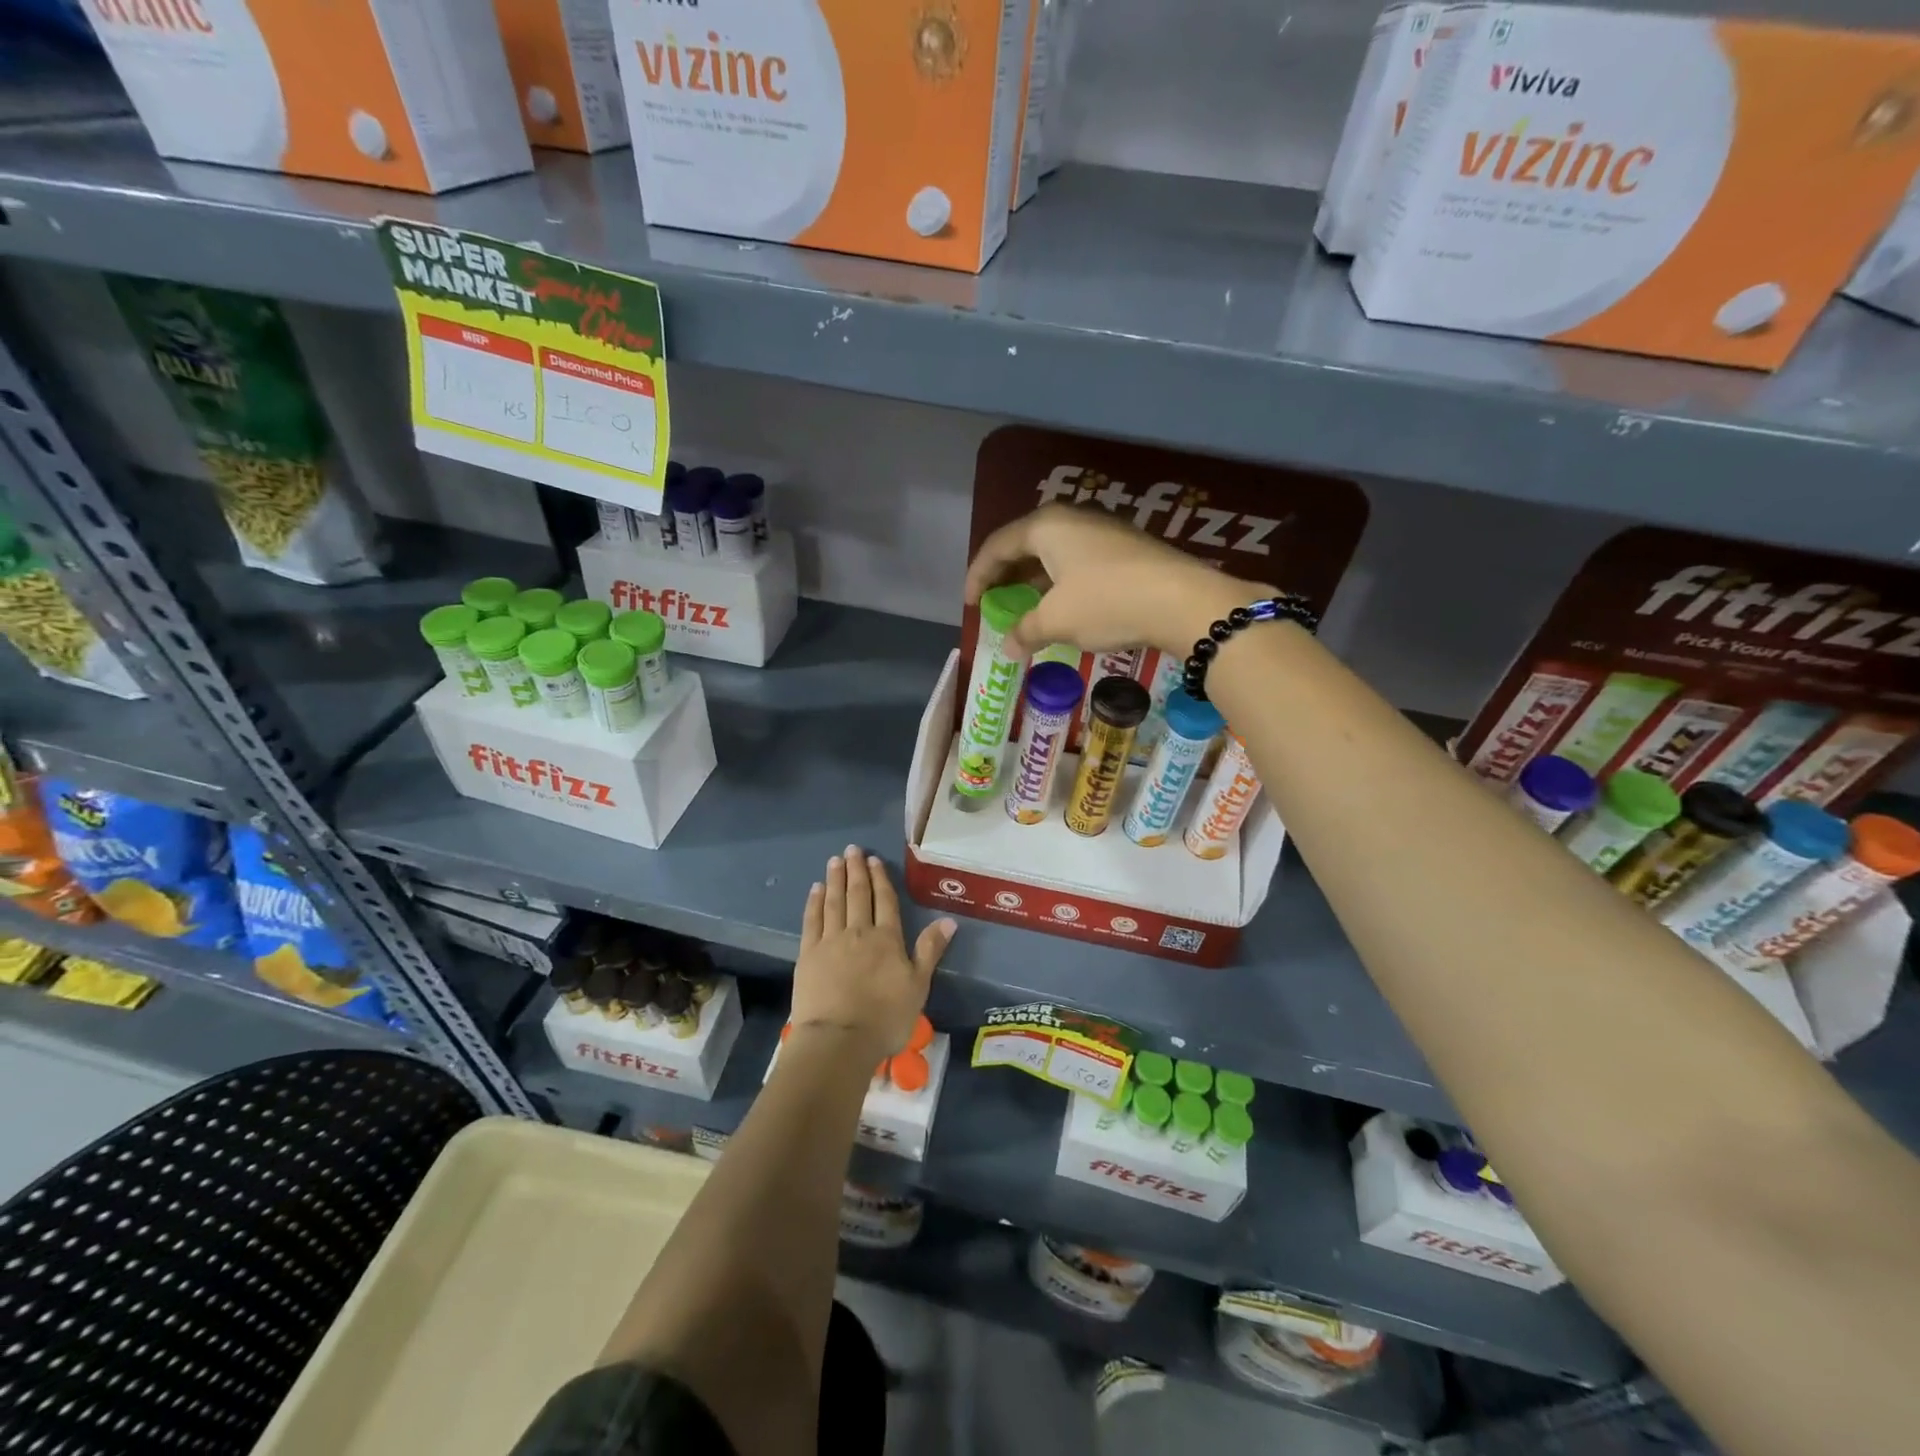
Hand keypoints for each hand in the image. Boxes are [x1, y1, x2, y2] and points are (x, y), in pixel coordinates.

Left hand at [791, 846, 955, 1063]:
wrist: (839, 1040)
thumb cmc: (885, 1017)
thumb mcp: (918, 986)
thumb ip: (930, 950)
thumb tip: (948, 920)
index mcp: (887, 939)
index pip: (884, 901)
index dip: (880, 879)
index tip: (874, 860)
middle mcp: (858, 932)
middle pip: (857, 895)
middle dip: (856, 871)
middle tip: (852, 849)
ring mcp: (830, 941)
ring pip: (834, 902)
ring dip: (835, 879)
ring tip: (835, 860)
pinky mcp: (808, 954)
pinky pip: (812, 920)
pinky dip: (815, 902)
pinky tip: (816, 889)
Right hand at [964, 504, 1252, 658]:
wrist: (1183, 601)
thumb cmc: (1106, 602)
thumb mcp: (1057, 621)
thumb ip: (1025, 630)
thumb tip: (1008, 646)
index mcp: (1046, 526)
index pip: (997, 545)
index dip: (978, 575)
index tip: (970, 604)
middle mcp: (1072, 519)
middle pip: (1024, 544)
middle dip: (1005, 575)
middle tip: (993, 602)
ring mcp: (1102, 530)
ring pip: (1053, 553)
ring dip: (1033, 580)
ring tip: (1024, 607)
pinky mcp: (1125, 548)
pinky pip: (1077, 561)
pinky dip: (1060, 582)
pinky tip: (1062, 606)